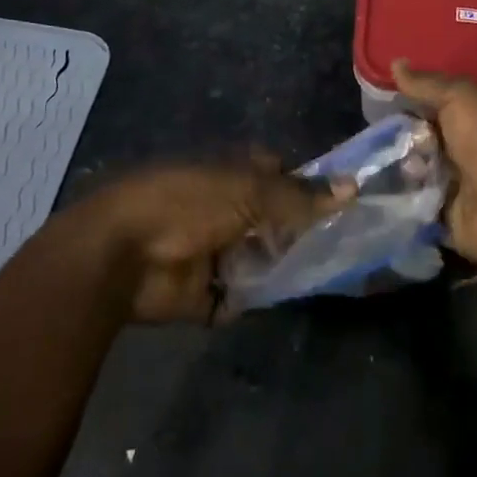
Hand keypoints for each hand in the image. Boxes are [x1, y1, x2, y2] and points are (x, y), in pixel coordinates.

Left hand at [69, 158, 351, 323]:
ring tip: (320, 278)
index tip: (341, 205)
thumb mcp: (250, 192)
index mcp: (232, 173)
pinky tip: (277, 302)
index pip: (278, 175)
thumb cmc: (189, 202)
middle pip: (271, 221)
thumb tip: (352, 188)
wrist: (124, 253)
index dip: (306, 187)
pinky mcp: (201, 293)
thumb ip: (300, 197)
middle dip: (298, 234)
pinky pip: (237, 299)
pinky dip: (250, 301)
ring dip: (279, 270)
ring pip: (258, 261)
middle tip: (340, 249)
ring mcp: (212, 251)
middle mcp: (224, 208)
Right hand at [393, 60, 476, 267]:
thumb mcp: (461, 99)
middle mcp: (457, 149)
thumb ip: (427, 84)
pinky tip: (373, 193)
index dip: (403, 103)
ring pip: (408, 172)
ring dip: (392, 169)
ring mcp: (449, 186)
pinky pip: (410, 206)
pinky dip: (394, 201)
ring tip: (375, 167)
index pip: (425, 106)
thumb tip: (395, 62)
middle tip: (374, 141)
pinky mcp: (442, 218)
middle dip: (392, 139)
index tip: (376, 103)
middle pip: (413, 140)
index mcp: (466, 118)